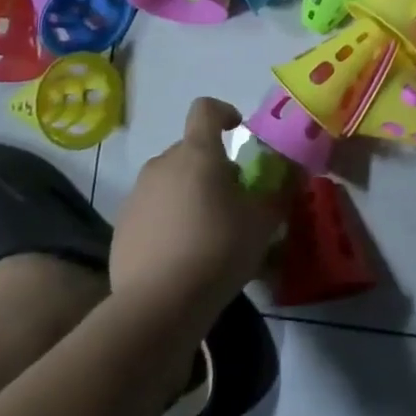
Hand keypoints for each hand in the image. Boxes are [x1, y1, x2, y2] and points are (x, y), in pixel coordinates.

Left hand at [111, 98, 289, 305]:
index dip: (224, 112)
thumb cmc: (218, 249)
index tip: (238, 131)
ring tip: (205, 228)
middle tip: (231, 196)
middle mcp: (162, 165)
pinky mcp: (121, 227)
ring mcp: (137, 196)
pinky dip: (167, 219)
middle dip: (210, 164)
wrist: (158, 306)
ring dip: (188, 191)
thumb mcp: (264, 221)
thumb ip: (280, 192)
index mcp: (198, 153)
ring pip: (169, 180)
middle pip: (189, 149)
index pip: (205, 109)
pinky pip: (151, 209)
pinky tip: (181, 252)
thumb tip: (294, 174)